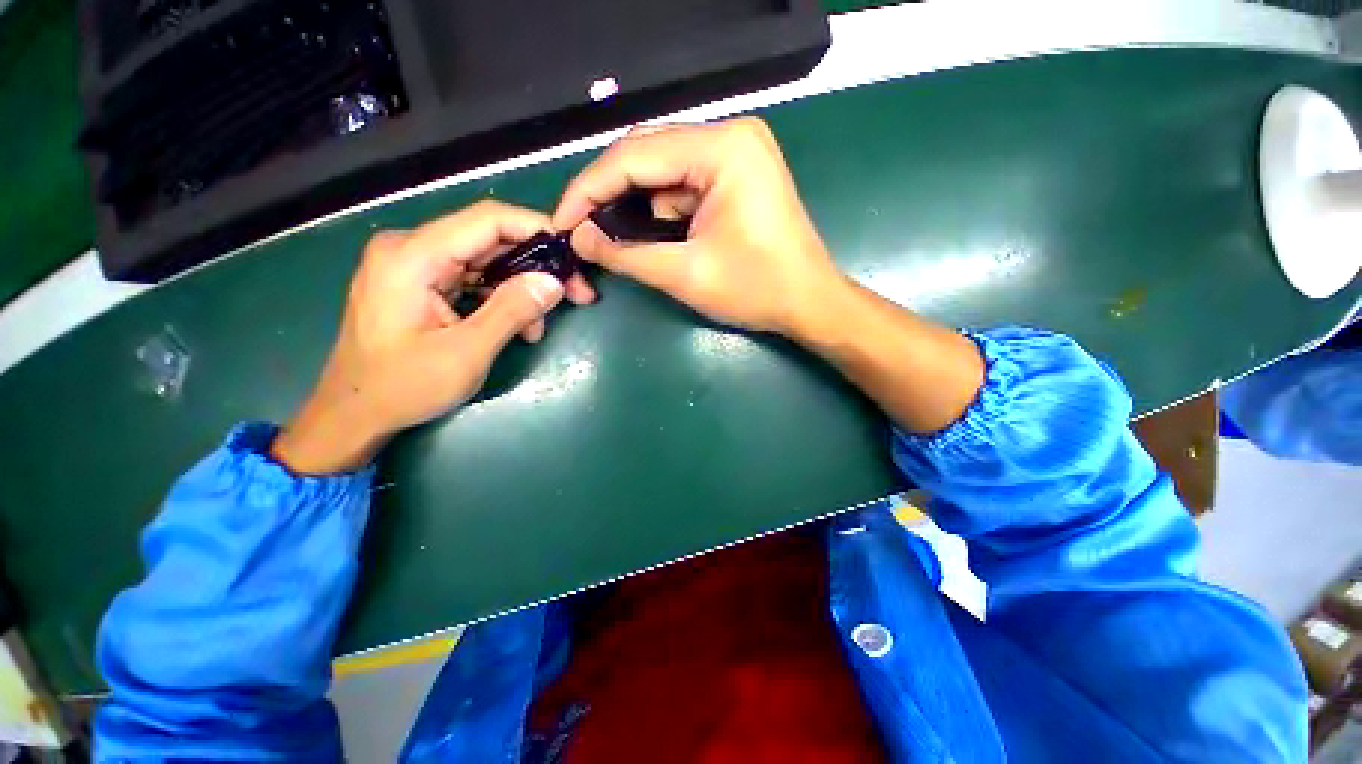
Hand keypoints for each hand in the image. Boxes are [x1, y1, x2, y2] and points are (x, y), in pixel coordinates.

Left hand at [272, 201, 595, 474]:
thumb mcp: (466, 353)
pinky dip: (502, 298)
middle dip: (538, 265)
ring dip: (522, 287)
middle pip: (490, 239)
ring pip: (487, 260)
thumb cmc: (403, 387)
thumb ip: (511, 312)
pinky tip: (519, 325)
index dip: (537, 229)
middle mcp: (411, 248)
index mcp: (412, 255)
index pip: (487, 220)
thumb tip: (554, 282)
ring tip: (541, 324)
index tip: (574, 255)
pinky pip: (474, 278)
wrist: (353, 413)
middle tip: (576, 293)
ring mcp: (415, 265)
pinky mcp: (422, 283)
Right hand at [553, 118, 846, 338]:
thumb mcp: (685, 274)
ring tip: (609, 238)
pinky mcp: (737, 177)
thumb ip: (626, 254)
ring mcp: (736, 155)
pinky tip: (647, 235)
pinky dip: (660, 211)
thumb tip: (579, 238)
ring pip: (663, 173)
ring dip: (634, 206)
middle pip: (647, 156)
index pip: (634, 156)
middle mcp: (729, 137)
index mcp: (722, 148)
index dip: (588, 190)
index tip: (561, 222)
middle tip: (580, 230)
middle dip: (609, 195)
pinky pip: (683, 186)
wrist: (811, 304)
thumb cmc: (757, 290)